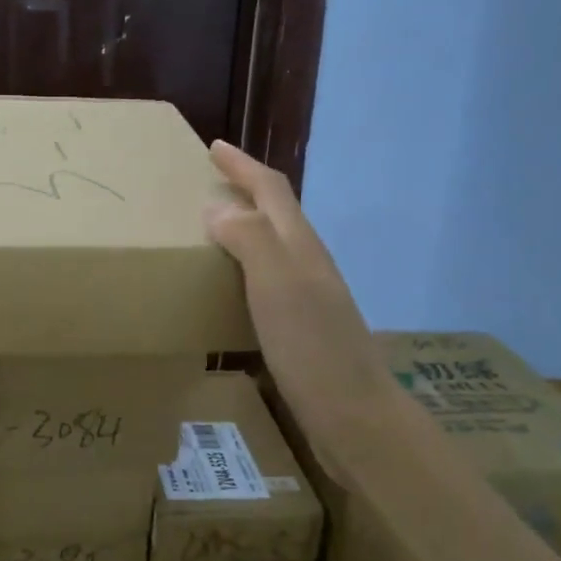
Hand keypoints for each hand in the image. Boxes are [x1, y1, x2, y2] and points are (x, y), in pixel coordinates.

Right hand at [204, 140, 403, 473]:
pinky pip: (268, 281)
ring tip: (209, 230)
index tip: (214, 147)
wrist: (353, 414)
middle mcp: (307, 264)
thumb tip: (218, 207)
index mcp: (300, 246)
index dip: (243, 166)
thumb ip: (249, 238)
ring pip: (273, 247)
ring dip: (244, 229)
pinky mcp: (302, 328)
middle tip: (207, 184)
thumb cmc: (311, 345)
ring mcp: (308, 297)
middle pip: (276, 214)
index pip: (270, 190)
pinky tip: (230, 287)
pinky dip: (245, 269)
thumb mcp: (277, 283)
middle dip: (245, 191)